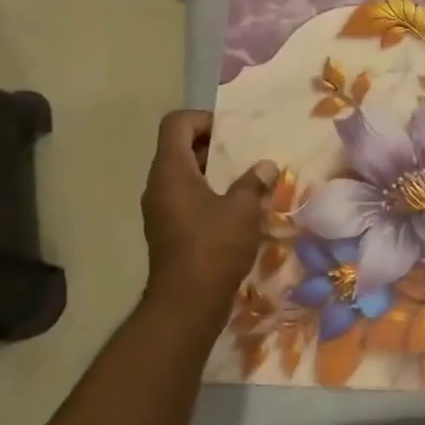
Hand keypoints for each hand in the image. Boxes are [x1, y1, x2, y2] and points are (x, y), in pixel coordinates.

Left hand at [140, 110, 276, 321]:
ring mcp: (161, 210)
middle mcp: (159, 186)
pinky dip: (209, 195)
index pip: (176, 124)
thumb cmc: (213, 247)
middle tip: (246, 154)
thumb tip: (265, 165)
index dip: (203, 119)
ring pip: (185, 175)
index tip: (232, 134)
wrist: (186, 305)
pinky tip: (237, 210)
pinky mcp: (168, 230)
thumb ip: (254, 181)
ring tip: (247, 180)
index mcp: (171, 171)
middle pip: (180, 147)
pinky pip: (187, 198)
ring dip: (214, 172)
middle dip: (214, 146)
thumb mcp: (242, 210)